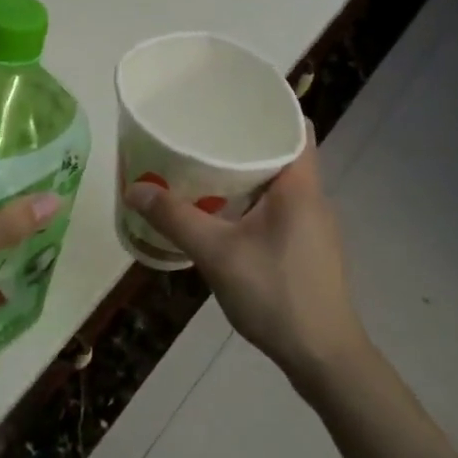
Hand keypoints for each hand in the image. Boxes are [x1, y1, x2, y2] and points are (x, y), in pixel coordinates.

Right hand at [123, 133, 367, 387]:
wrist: (322, 356)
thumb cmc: (275, 294)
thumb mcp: (217, 254)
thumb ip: (175, 219)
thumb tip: (135, 190)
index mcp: (301, 186)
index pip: (296, 126)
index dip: (269, 108)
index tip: (232, 101)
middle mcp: (313, 198)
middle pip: (284, 152)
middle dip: (246, 139)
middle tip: (204, 132)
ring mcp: (314, 225)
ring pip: (281, 182)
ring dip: (249, 172)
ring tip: (206, 165)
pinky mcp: (308, 247)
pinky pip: (280, 207)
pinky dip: (254, 199)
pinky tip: (224, 212)